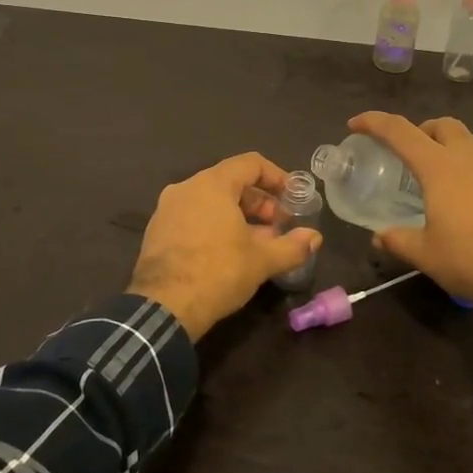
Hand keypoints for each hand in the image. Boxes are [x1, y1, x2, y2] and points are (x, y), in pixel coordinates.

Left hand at [127, 152, 323, 341]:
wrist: (163, 307)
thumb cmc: (217, 272)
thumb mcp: (261, 261)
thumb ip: (292, 246)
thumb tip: (315, 238)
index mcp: (212, 184)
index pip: (250, 164)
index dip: (277, 177)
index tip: (292, 198)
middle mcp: (186, 188)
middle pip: (230, 182)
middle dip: (260, 202)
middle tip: (279, 227)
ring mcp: (167, 209)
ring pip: (211, 202)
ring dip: (238, 217)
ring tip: (258, 243)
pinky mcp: (157, 232)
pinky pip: (193, 217)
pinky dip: (215, 226)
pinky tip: (228, 253)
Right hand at [348, 112, 472, 305]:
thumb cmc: (469, 257)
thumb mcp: (426, 253)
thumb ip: (399, 240)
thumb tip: (379, 237)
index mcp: (438, 167)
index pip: (400, 131)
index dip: (374, 122)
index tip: (355, 125)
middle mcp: (467, 157)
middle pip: (442, 125)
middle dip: (422, 131)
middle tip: (410, 152)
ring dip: (455, 142)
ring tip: (445, 166)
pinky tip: (472, 193)